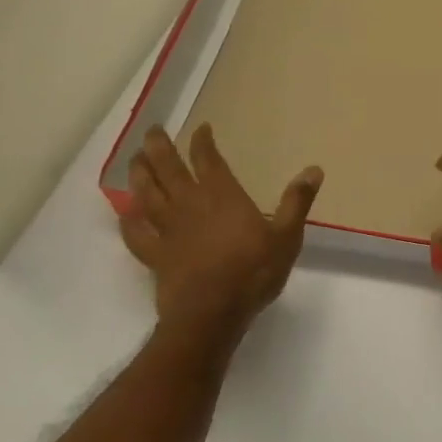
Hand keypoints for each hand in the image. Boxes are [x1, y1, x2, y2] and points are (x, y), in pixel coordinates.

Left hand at [118, 124, 322, 344]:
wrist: (212, 314)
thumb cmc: (253, 272)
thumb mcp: (286, 236)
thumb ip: (297, 201)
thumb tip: (314, 169)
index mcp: (221, 195)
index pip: (207, 159)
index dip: (202, 141)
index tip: (201, 128)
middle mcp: (190, 204)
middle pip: (169, 168)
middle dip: (160, 146)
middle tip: (153, 131)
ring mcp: (168, 229)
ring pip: (147, 194)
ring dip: (140, 174)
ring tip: (135, 159)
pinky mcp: (155, 255)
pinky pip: (136, 234)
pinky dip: (129, 221)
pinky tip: (126, 214)